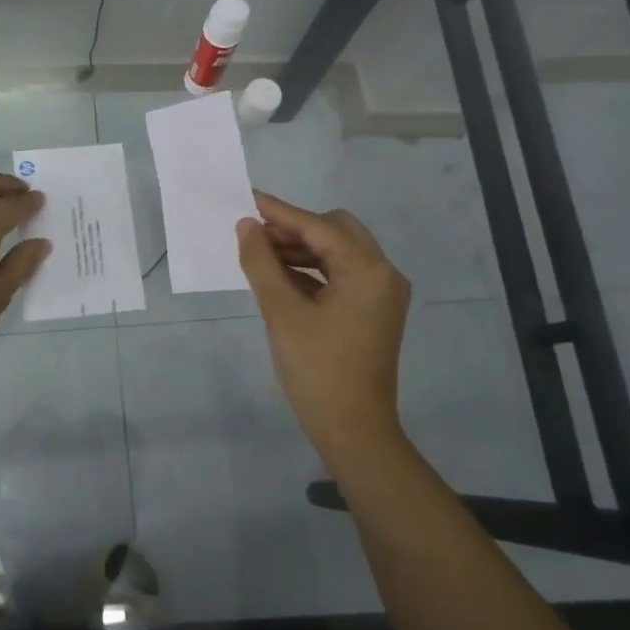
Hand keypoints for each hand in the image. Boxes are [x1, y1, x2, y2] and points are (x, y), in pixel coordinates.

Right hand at [237, 192, 412, 452]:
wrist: (354, 431)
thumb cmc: (317, 369)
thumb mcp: (281, 312)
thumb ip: (261, 263)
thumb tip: (247, 226)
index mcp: (367, 270)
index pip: (319, 227)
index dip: (281, 213)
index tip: (248, 199)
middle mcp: (383, 274)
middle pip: (335, 231)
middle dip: (294, 229)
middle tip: (256, 236)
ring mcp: (381, 294)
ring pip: (338, 252)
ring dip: (301, 249)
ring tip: (261, 256)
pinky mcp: (373, 311)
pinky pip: (341, 274)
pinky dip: (312, 270)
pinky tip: (281, 278)